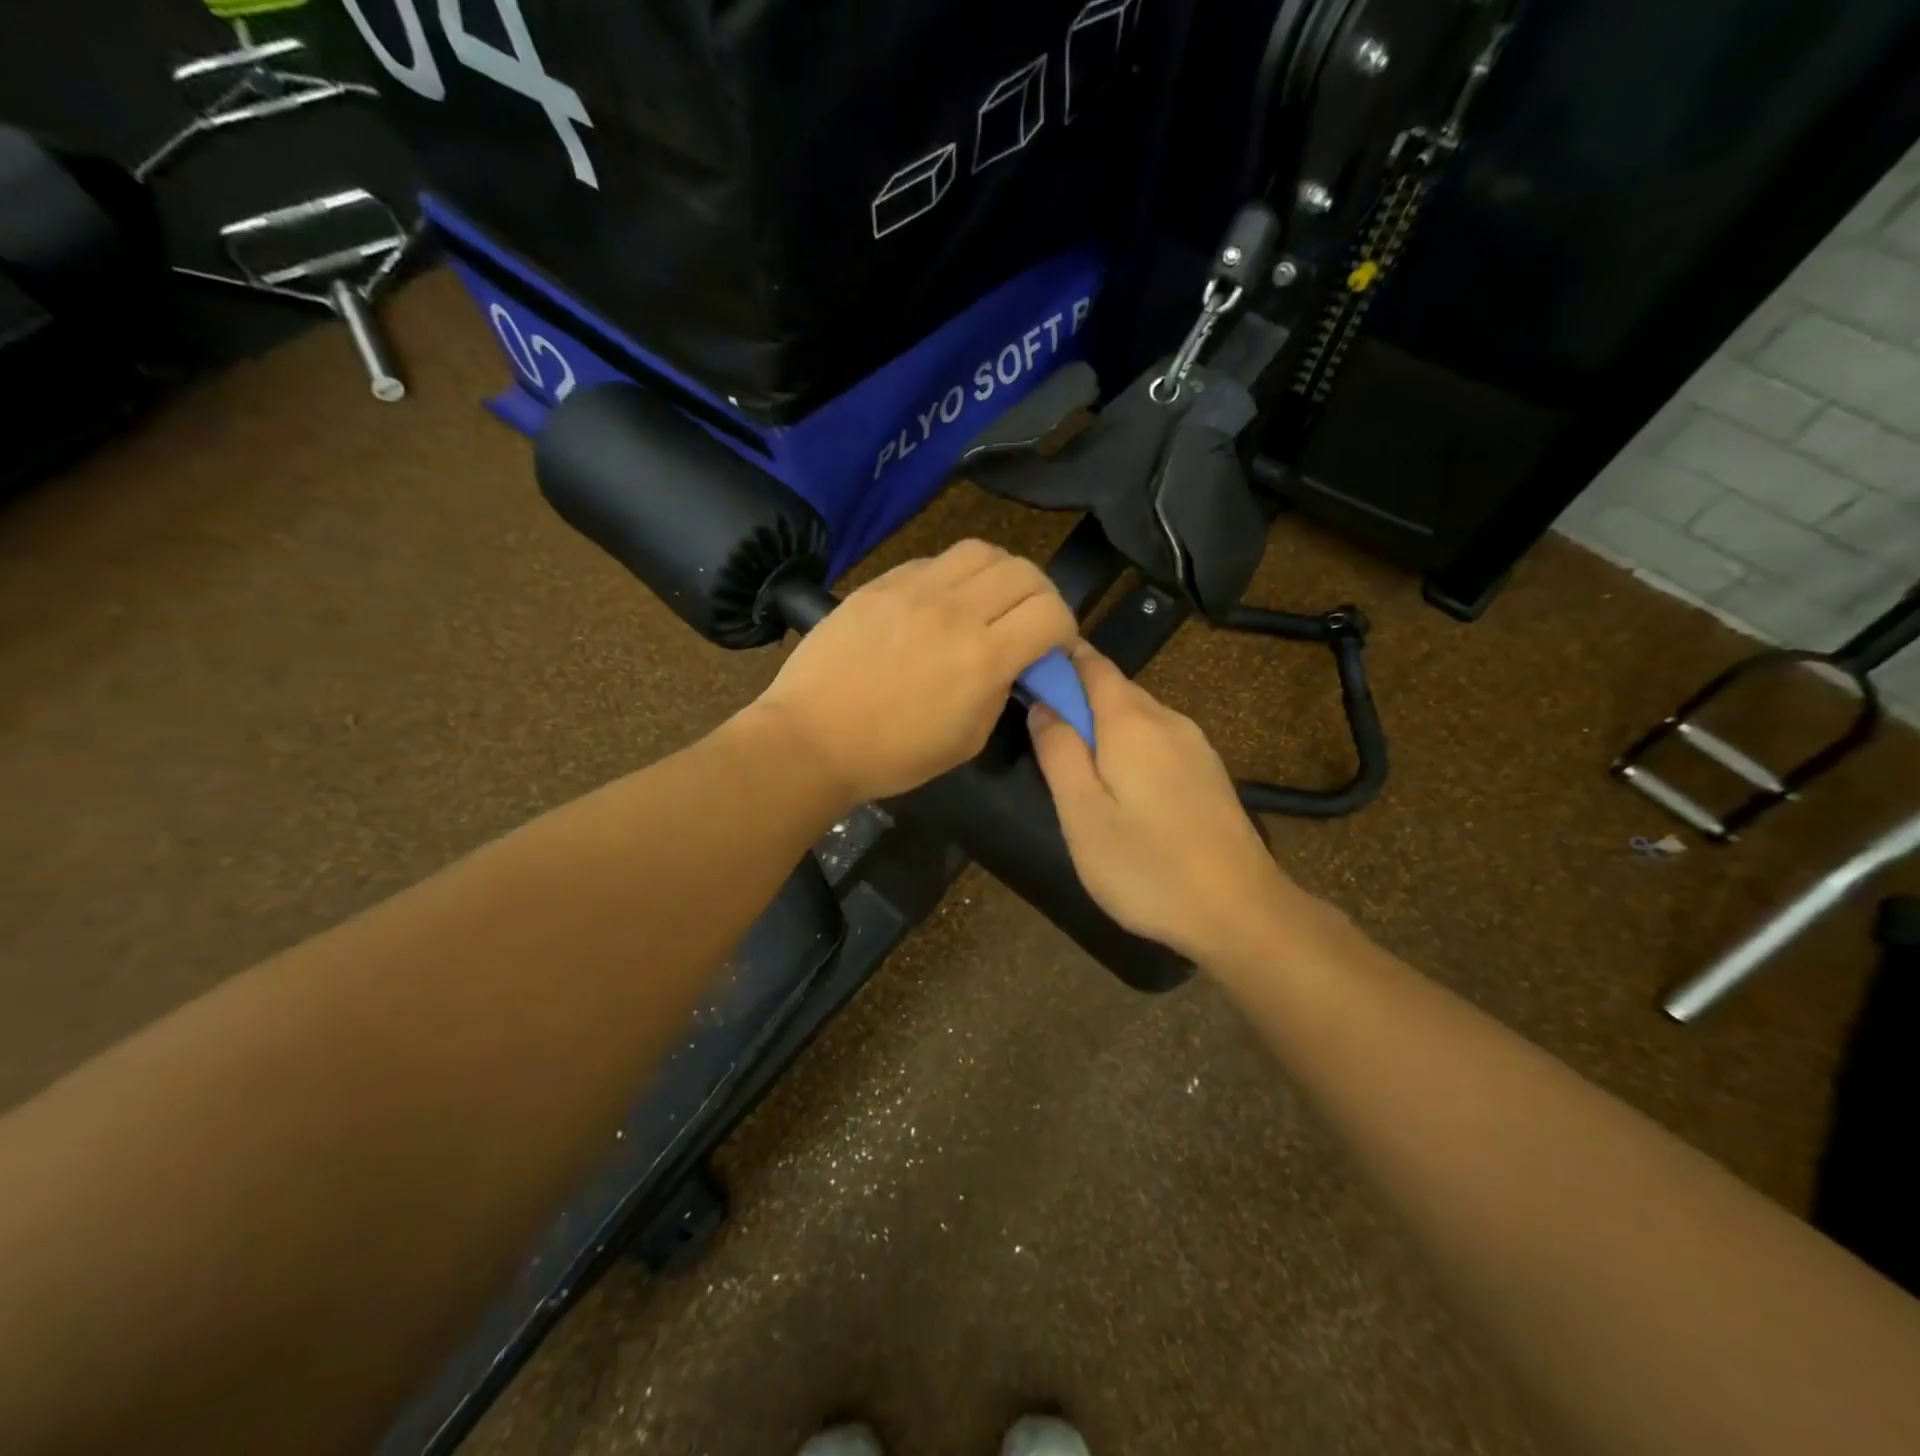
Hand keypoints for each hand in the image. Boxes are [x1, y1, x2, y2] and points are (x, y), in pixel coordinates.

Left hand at [754, 540, 1077, 802]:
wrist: (813, 737)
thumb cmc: (893, 754)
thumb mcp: (968, 739)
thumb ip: (1001, 691)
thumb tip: (1014, 662)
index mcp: (983, 657)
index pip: (1052, 612)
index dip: (1065, 628)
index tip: (1052, 648)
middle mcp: (955, 611)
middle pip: (1025, 571)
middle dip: (1040, 596)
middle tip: (1027, 622)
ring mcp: (915, 589)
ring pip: (982, 551)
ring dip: (1000, 574)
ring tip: (989, 601)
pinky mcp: (882, 582)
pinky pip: (935, 560)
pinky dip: (954, 576)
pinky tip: (941, 602)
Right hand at [1028, 642, 1296, 967]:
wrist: (1240, 912)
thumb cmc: (1147, 867)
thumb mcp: (1083, 815)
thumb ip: (1059, 753)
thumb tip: (1042, 705)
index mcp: (1132, 722)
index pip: (1090, 664)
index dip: (1057, 660)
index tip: (1024, 673)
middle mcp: (1167, 720)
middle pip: (1114, 688)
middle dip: (1075, 696)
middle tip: (1040, 731)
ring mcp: (1194, 745)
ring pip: (1137, 715)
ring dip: (1101, 724)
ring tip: (1074, 763)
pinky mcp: (1208, 772)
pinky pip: (1157, 739)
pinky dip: (1128, 745)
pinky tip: (1119, 785)